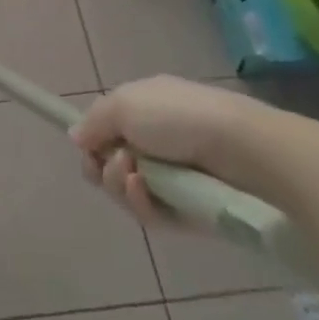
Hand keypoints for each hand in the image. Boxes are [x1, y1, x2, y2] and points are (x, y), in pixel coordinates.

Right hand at [69, 76, 270, 224]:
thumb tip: (77, 137)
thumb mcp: (122, 104)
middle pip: (111, 165)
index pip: (107, 132)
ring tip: (134, 176)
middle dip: (103, 167)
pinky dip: (141, 204)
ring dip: (120, 186)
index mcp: (144, 112)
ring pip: (128, 192)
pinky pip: (152, 215)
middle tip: (116, 163)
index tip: (88, 148)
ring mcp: (174, 179)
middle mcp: (157, 143)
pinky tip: (145, 191)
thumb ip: (93, 122)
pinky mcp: (189, 212)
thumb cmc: (177, 116)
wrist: (241, 149)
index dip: (92, 143)